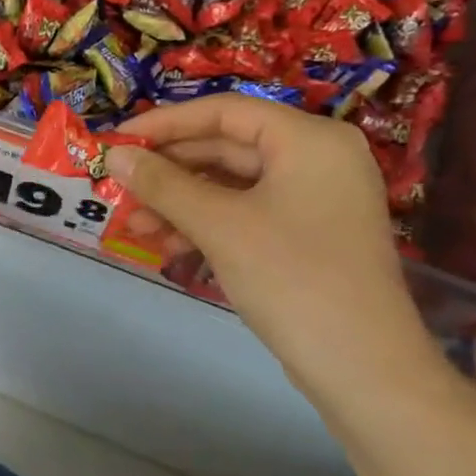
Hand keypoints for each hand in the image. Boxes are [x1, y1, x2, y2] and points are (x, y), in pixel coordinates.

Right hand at [107, 96, 440, 403]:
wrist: (360, 363)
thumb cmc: (290, 277)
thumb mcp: (218, 225)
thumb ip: (163, 184)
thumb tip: (115, 154)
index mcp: (308, 139)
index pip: (224, 111)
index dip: (165, 123)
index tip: (117, 142)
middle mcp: (316, 157)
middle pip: (226, 147)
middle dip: (169, 171)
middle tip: (119, 187)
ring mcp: (313, 198)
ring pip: (231, 184)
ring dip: (180, 202)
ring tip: (136, 225)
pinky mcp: (306, 233)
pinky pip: (245, 212)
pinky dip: (206, 224)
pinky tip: (171, 246)